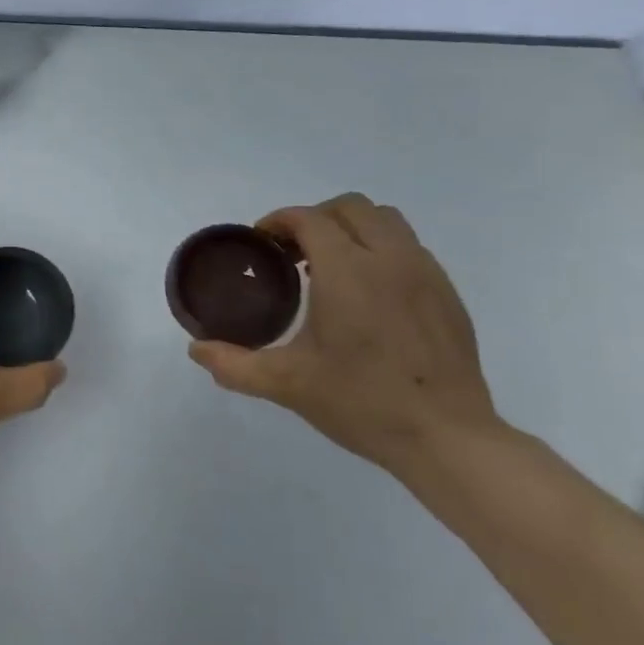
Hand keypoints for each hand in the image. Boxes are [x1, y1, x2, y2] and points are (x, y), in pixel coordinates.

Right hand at [187, 194, 500, 469]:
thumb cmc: (361, 403)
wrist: (446, 436)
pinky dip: (381, 250)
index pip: (309, 218)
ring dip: (352, 228)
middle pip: (349, 207)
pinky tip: (369, 293)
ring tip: (331, 265)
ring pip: (386, 220)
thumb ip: (234, 363)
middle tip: (292, 253)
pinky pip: (410, 247)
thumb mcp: (287, 384)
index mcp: (347, 271)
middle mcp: (389, 258)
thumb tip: (196, 350)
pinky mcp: (447, 293)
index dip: (278, 221)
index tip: (261, 243)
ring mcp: (425, 272)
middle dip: (315, 218)